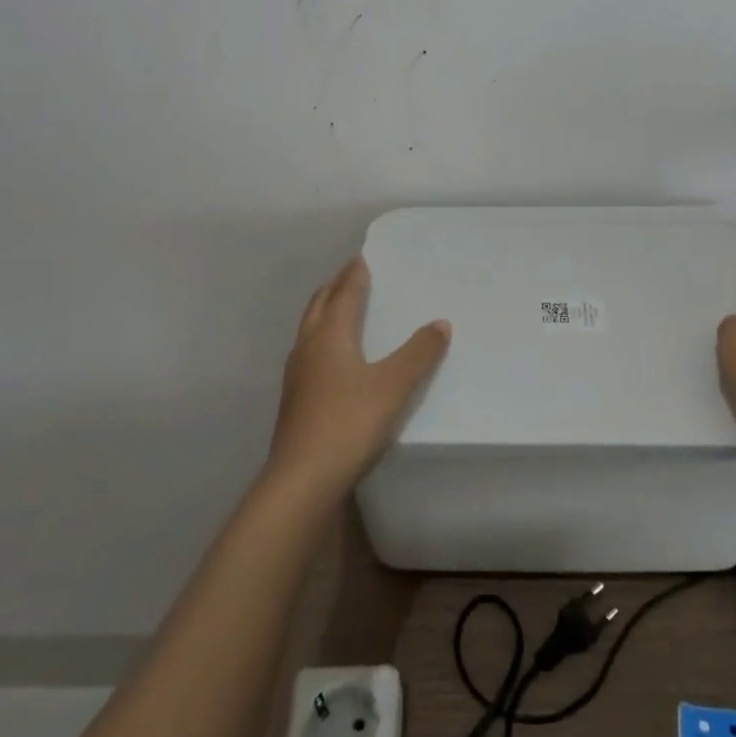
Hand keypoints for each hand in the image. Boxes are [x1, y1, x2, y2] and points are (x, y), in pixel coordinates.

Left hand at [267, 257, 450, 503]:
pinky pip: (309, 353)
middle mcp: (308, 348)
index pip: (344, 294)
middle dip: (335, 287)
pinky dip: (322, 339)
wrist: (302, 480)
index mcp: (330, 336)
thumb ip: (419, 353)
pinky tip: (334, 359)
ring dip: (325, 312)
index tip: (362, 256)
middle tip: (351, 276)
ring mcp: (297, 376)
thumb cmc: (349, 423)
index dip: (355, 274)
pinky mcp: (295, 400)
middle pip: (319, 306)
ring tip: (342, 309)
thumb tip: (440, 323)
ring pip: (310, 330)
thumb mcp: (395, 386)